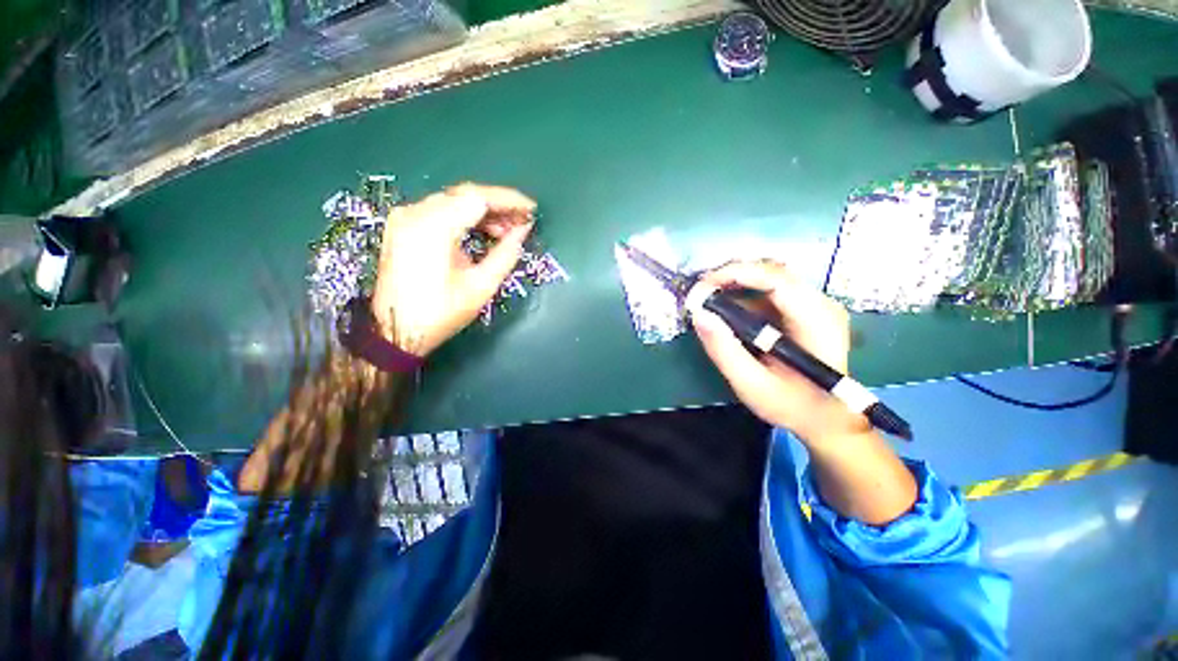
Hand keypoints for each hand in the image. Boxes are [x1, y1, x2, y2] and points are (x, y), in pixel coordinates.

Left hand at [370, 183, 535, 356]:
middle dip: (498, 205)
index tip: (532, 209)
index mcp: (434, 227)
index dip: (509, 201)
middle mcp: (415, 213)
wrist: (396, 330)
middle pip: (464, 194)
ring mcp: (405, 217)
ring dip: (483, 211)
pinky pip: (440, 210)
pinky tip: (481, 231)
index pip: (478, 198)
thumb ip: (506, 253)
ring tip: (506, 231)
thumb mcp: (481, 286)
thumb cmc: (441, 312)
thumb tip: (524, 229)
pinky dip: (464, 216)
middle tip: (522, 221)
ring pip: (453, 200)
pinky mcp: (403, 226)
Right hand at [691, 260, 869, 444]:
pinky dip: (743, 295)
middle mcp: (821, 304)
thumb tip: (699, 315)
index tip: (702, 286)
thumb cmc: (793, 406)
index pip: (776, 279)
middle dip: (730, 277)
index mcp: (817, 321)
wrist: (827, 418)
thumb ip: (724, 351)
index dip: (735, 274)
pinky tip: (726, 310)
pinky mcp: (804, 310)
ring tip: (707, 300)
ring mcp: (814, 305)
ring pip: (769, 279)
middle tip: (699, 294)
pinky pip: (769, 291)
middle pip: (771, 272)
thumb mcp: (752, 385)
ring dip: (734, 284)